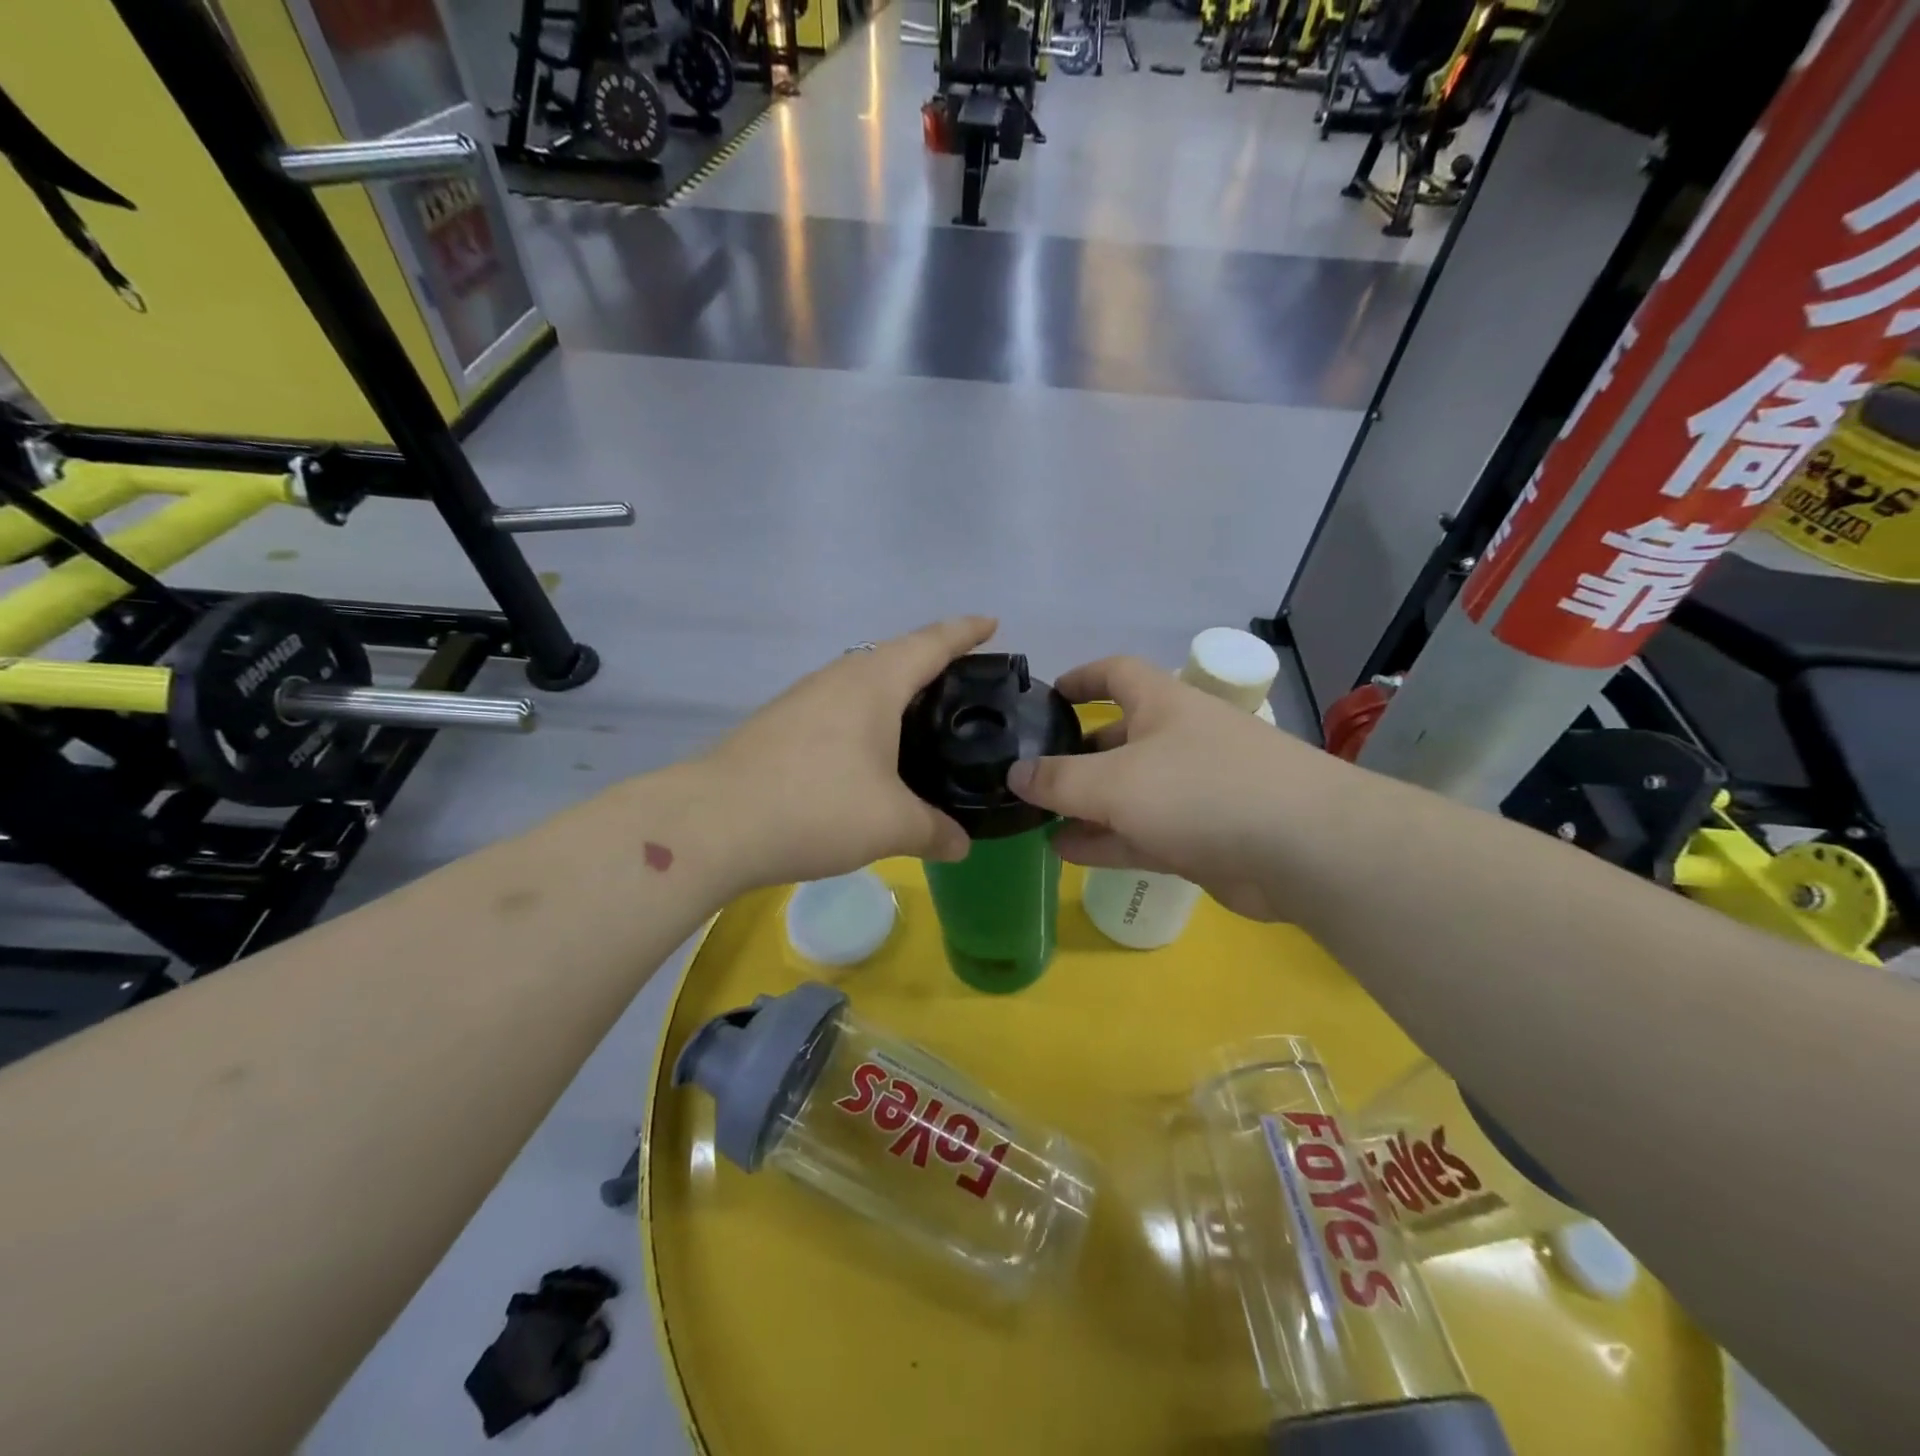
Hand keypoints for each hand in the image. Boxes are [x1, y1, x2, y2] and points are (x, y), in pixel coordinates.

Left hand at [694, 617, 995, 892]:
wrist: (713, 822)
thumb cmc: (816, 807)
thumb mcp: (891, 824)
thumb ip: (934, 831)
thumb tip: (961, 844)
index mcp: (874, 683)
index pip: (931, 643)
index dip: (966, 631)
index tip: (992, 623)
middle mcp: (838, 678)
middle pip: (895, 655)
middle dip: (931, 660)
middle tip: (963, 683)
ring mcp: (802, 699)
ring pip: (861, 681)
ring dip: (893, 690)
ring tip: (920, 717)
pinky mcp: (778, 725)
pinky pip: (837, 707)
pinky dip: (864, 717)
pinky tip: (867, 751)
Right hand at [1007, 656, 1322, 921]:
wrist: (1304, 849)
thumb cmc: (1202, 790)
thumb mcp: (1116, 781)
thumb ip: (1059, 779)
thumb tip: (1014, 773)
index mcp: (1163, 704)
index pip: (1116, 673)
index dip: (1080, 679)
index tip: (1046, 696)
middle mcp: (1179, 740)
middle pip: (1118, 738)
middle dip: (1077, 755)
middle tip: (1032, 776)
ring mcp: (1195, 790)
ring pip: (1128, 793)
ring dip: (1086, 805)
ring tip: (1037, 820)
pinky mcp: (1205, 837)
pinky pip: (1143, 833)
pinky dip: (1107, 840)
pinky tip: (1068, 851)